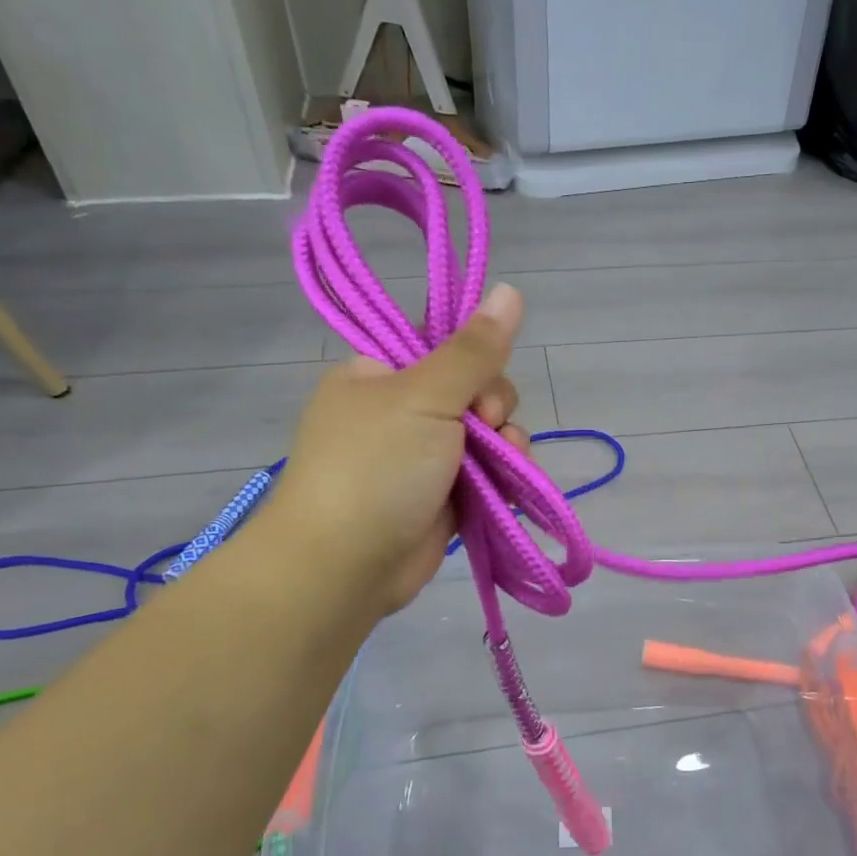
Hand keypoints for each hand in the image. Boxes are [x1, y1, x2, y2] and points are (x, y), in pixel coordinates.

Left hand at [264, 284, 528, 614]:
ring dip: (507, 446)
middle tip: (484, 428)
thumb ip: (473, 350)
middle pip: (475, 389)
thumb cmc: (375, 467)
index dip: (474, 358)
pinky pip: (490, 474)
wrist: (345, 566)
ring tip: (506, 467)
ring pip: (489, 435)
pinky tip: (510, 490)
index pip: (443, 345)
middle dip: (494, 408)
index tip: (479, 382)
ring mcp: (424, 457)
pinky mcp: (444, 497)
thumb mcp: (424, 397)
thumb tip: (511, 289)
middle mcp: (402, 411)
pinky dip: (505, 479)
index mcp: (381, 374)